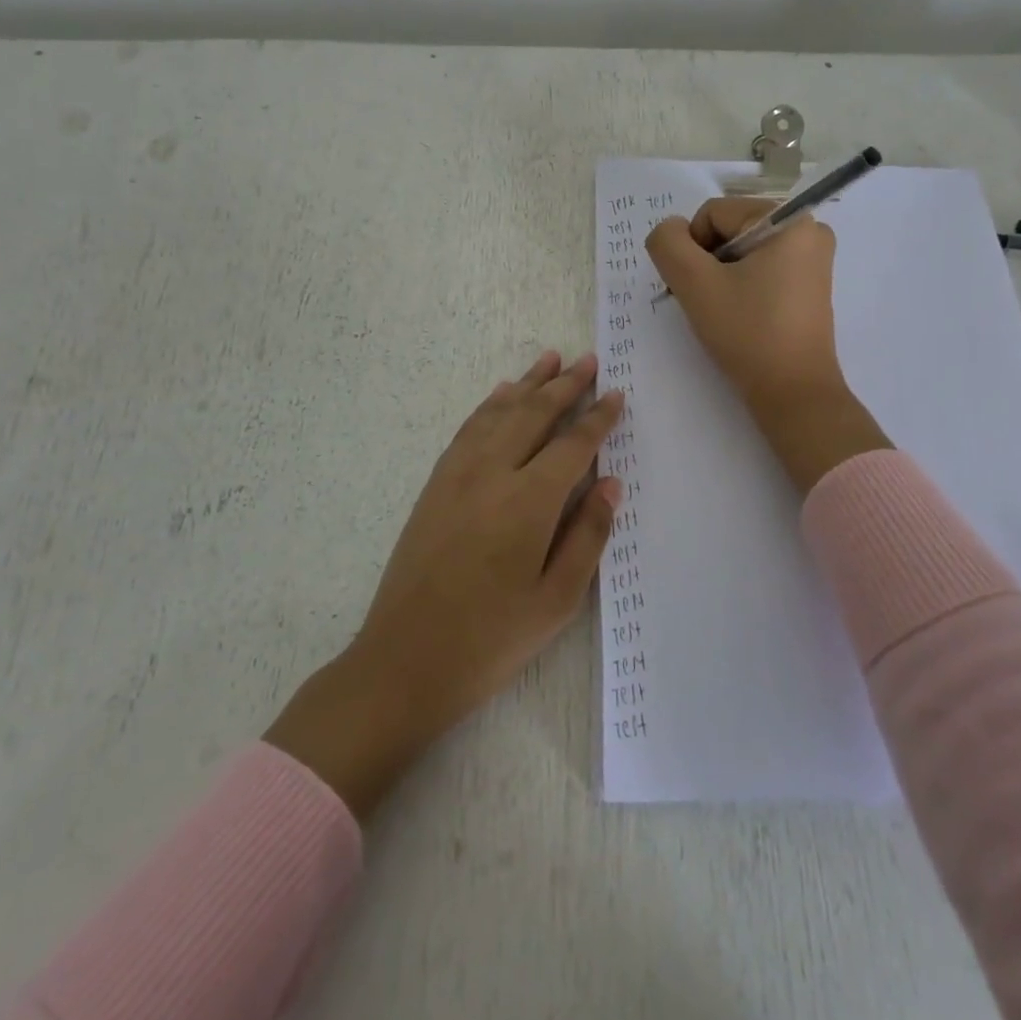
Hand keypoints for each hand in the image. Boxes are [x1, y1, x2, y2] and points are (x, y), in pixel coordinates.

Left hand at [265, 351, 623, 818]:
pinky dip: (489, 405)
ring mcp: (457, 475)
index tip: (616, 394)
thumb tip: (610, 483)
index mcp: (529, 503)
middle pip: (534, 414)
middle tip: (588, 360)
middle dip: (565, 385)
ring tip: (549, 358)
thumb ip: (588, 536)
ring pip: (499, 413)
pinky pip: (468, 429)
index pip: (572, 444)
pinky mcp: (435, 484)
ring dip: (527, 383)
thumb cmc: (491, 639)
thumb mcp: (556, 601)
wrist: (404, 660)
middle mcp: (492, 474)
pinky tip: (501, 394)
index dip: (597, 418)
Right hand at [646, 199, 889, 493]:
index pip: (713, 213)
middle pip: (730, 229)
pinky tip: (739, 317)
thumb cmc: (748, 333)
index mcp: (790, 218)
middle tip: (705, 302)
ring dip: (720, 277)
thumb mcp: (695, 284)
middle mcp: (809, 229)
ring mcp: (813, 259)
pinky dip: (741, 286)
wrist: (793, 393)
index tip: (695, 288)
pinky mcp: (810, 285)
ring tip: (721, 313)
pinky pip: (761, 269)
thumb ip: (668, 244)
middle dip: (707, 263)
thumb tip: (670, 231)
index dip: (692, 249)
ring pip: (742, 252)